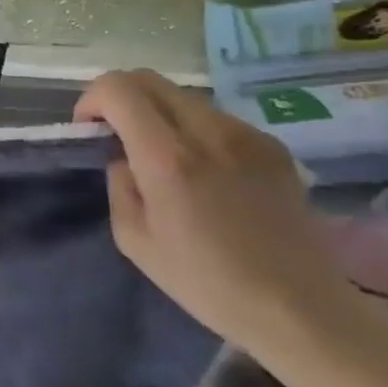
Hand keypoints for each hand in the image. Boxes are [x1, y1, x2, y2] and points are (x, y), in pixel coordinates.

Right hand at [73, 70, 349, 354]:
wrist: (298, 307)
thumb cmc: (205, 282)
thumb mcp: (134, 239)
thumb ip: (119, 184)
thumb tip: (124, 158)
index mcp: (167, 157)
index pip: (118, 89)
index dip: (91, 99)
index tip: (89, 130)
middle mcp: (208, 132)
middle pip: (148, 79)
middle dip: (119, 97)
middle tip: (115, 134)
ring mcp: (246, 135)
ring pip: (182, 96)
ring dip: (157, 113)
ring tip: (160, 155)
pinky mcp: (272, 145)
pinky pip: (216, 118)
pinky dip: (193, 129)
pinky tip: (203, 171)